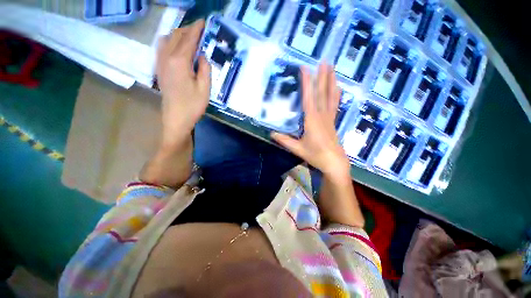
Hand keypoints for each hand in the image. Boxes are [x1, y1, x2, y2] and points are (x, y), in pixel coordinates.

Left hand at [156, 19, 210, 149]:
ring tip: (190, 38)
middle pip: (177, 36)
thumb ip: (205, 69)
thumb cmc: (193, 105)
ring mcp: (161, 62)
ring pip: (168, 39)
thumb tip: (202, 56)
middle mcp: (167, 57)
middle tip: (200, 30)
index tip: (203, 22)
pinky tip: (177, 46)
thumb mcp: (205, 89)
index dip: (197, 29)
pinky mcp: (159, 68)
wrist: (176, 118)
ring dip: (179, 34)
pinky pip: (162, 47)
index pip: (189, 39)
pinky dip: (170, 41)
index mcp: (180, 62)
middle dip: (188, 30)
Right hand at [272, 64, 350, 178]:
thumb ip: (284, 140)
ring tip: (332, 68)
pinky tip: (338, 88)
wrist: (334, 162)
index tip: (305, 68)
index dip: (307, 82)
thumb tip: (271, 134)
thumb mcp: (297, 148)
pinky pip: (334, 104)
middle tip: (324, 61)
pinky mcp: (333, 121)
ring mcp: (329, 117)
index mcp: (312, 119)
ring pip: (330, 96)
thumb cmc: (315, 155)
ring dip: (331, 81)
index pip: (309, 97)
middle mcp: (321, 115)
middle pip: (322, 93)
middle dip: (322, 76)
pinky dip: (336, 94)